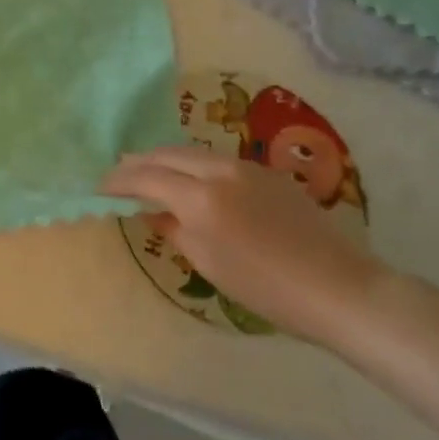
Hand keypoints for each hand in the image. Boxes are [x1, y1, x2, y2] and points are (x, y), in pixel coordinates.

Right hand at [101, 147, 386, 346]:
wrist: (338, 288)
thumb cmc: (267, 288)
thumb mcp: (209, 264)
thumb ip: (174, 230)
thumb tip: (152, 211)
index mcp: (201, 198)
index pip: (147, 177)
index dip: (119, 181)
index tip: (100, 187)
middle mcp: (219, 170)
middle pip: (167, 154)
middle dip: (138, 161)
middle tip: (118, 173)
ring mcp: (246, 166)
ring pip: (192, 151)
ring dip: (165, 159)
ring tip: (149, 171)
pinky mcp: (266, 171)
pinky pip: (216, 159)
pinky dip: (193, 164)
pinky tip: (191, 178)